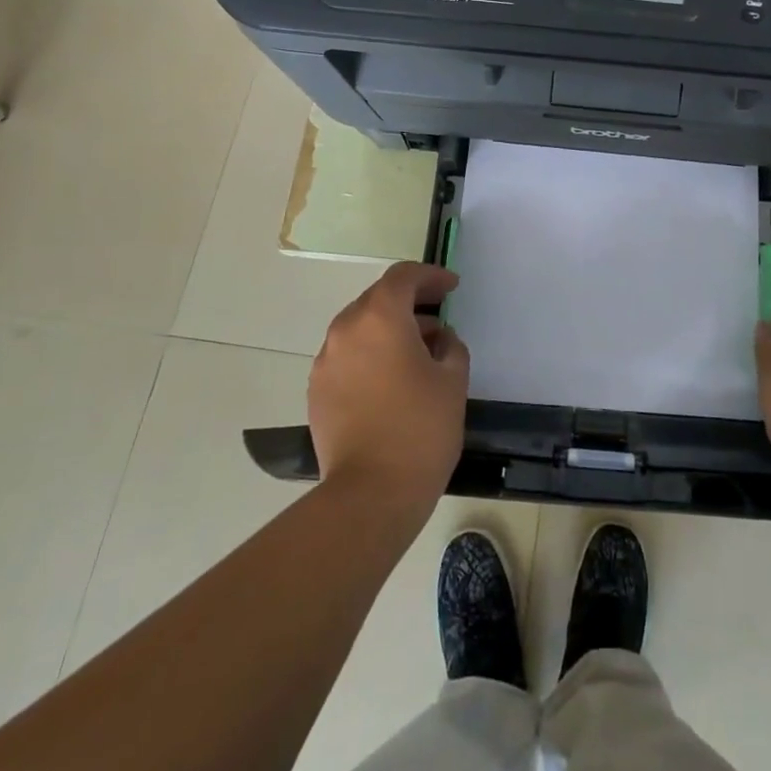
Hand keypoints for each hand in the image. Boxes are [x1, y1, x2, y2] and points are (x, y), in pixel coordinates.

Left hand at [309, 262, 467, 512]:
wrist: (370, 494)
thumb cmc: (420, 429)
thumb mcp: (453, 379)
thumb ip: (449, 346)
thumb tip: (438, 339)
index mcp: (380, 318)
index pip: (403, 277)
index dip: (430, 276)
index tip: (451, 287)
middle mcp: (346, 330)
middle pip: (378, 298)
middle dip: (410, 301)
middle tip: (438, 316)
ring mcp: (326, 361)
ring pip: (360, 327)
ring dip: (388, 328)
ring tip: (418, 351)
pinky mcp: (317, 390)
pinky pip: (347, 355)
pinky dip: (370, 353)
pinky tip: (391, 378)